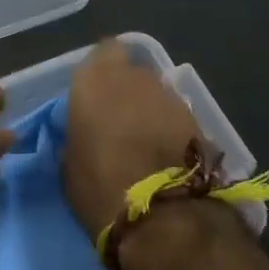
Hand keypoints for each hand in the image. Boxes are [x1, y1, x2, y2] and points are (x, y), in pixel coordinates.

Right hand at [62, 39, 201, 234]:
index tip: (95, 95)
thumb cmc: (99, 187)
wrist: (163, 217)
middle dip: (127, 92)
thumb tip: (86, 131)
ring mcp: (171, 97)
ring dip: (150, 111)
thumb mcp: (69, 161)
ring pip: (156, 94)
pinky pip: (176, 117)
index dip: (102, 71)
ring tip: (143, 143)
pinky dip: (170, 130)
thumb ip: (78, 133)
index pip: (103, 52)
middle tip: (118, 122)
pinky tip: (164, 155)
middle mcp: (135, 78)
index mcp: (94, 81)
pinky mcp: (199, 121)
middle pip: (133, 74)